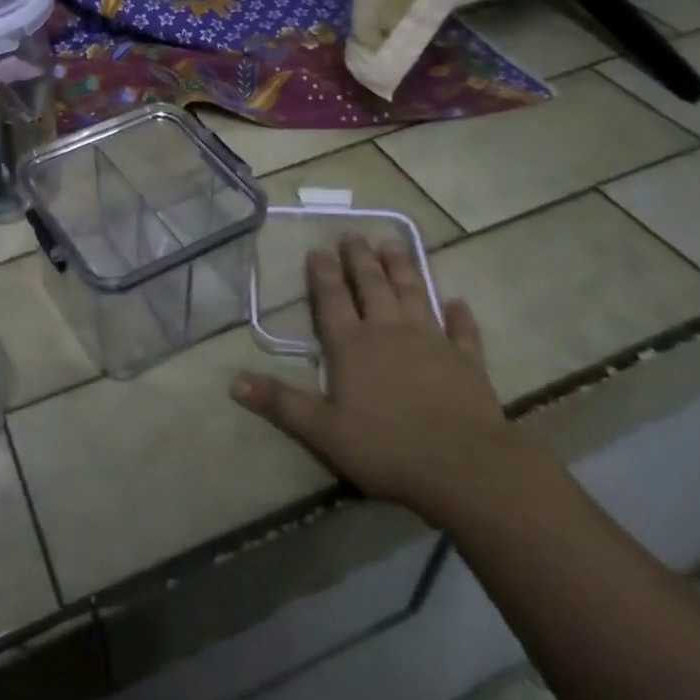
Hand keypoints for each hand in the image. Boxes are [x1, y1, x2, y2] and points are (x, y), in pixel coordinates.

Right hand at [231, 235, 529, 527]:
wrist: (463, 465)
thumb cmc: (385, 447)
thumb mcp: (322, 430)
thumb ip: (280, 402)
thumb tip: (233, 381)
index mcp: (351, 346)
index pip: (332, 300)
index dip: (323, 274)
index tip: (318, 248)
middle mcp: (389, 332)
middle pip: (372, 287)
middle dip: (360, 259)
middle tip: (353, 234)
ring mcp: (432, 341)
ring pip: (413, 294)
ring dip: (403, 269)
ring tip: (393, 244)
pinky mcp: (466, 360)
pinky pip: (461, 330)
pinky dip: (459, 315)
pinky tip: (457, 302)